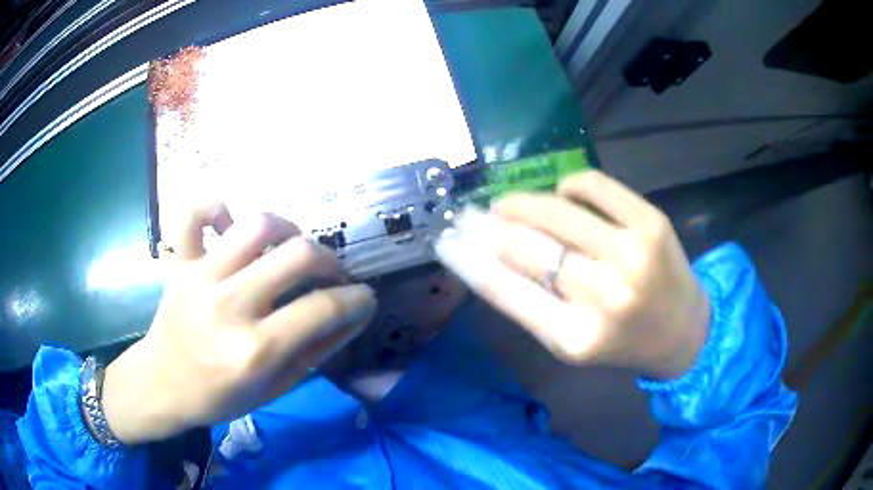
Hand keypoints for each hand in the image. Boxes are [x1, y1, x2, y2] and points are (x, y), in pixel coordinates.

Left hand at [102, 204, 375, 443]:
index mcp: (256, 350)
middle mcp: (229, 306)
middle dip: (331, 262)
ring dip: (288, 230)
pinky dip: (215, 208)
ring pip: (257, 224)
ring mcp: (200, 277)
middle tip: (331, 276)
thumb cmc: (220, 397)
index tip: (364, 299)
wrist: (162, 385)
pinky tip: (230, 224)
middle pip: (299, 255)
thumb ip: (318, 350)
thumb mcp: (277, 388)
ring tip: (290, 249)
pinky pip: (193, 213)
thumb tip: (353, 314)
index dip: (358, 300)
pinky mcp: (179, 262)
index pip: (325, 309)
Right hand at [435, 171, 708, 379]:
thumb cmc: (621, 342)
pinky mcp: (651, 222)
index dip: (470, 260)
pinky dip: (570, 184)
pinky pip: (593, 185)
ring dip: (523, 202)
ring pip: (557, 209)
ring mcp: (632, 254)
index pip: (506, 291)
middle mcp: (604, 296)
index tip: (449, 240)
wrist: (683, 331)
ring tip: (511, 205)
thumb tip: (481, 258)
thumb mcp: (569, 341)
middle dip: (489, 226)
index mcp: (576, 337)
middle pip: (526, 245)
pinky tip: (565, 194)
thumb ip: (527, 304)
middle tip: (474, 216)